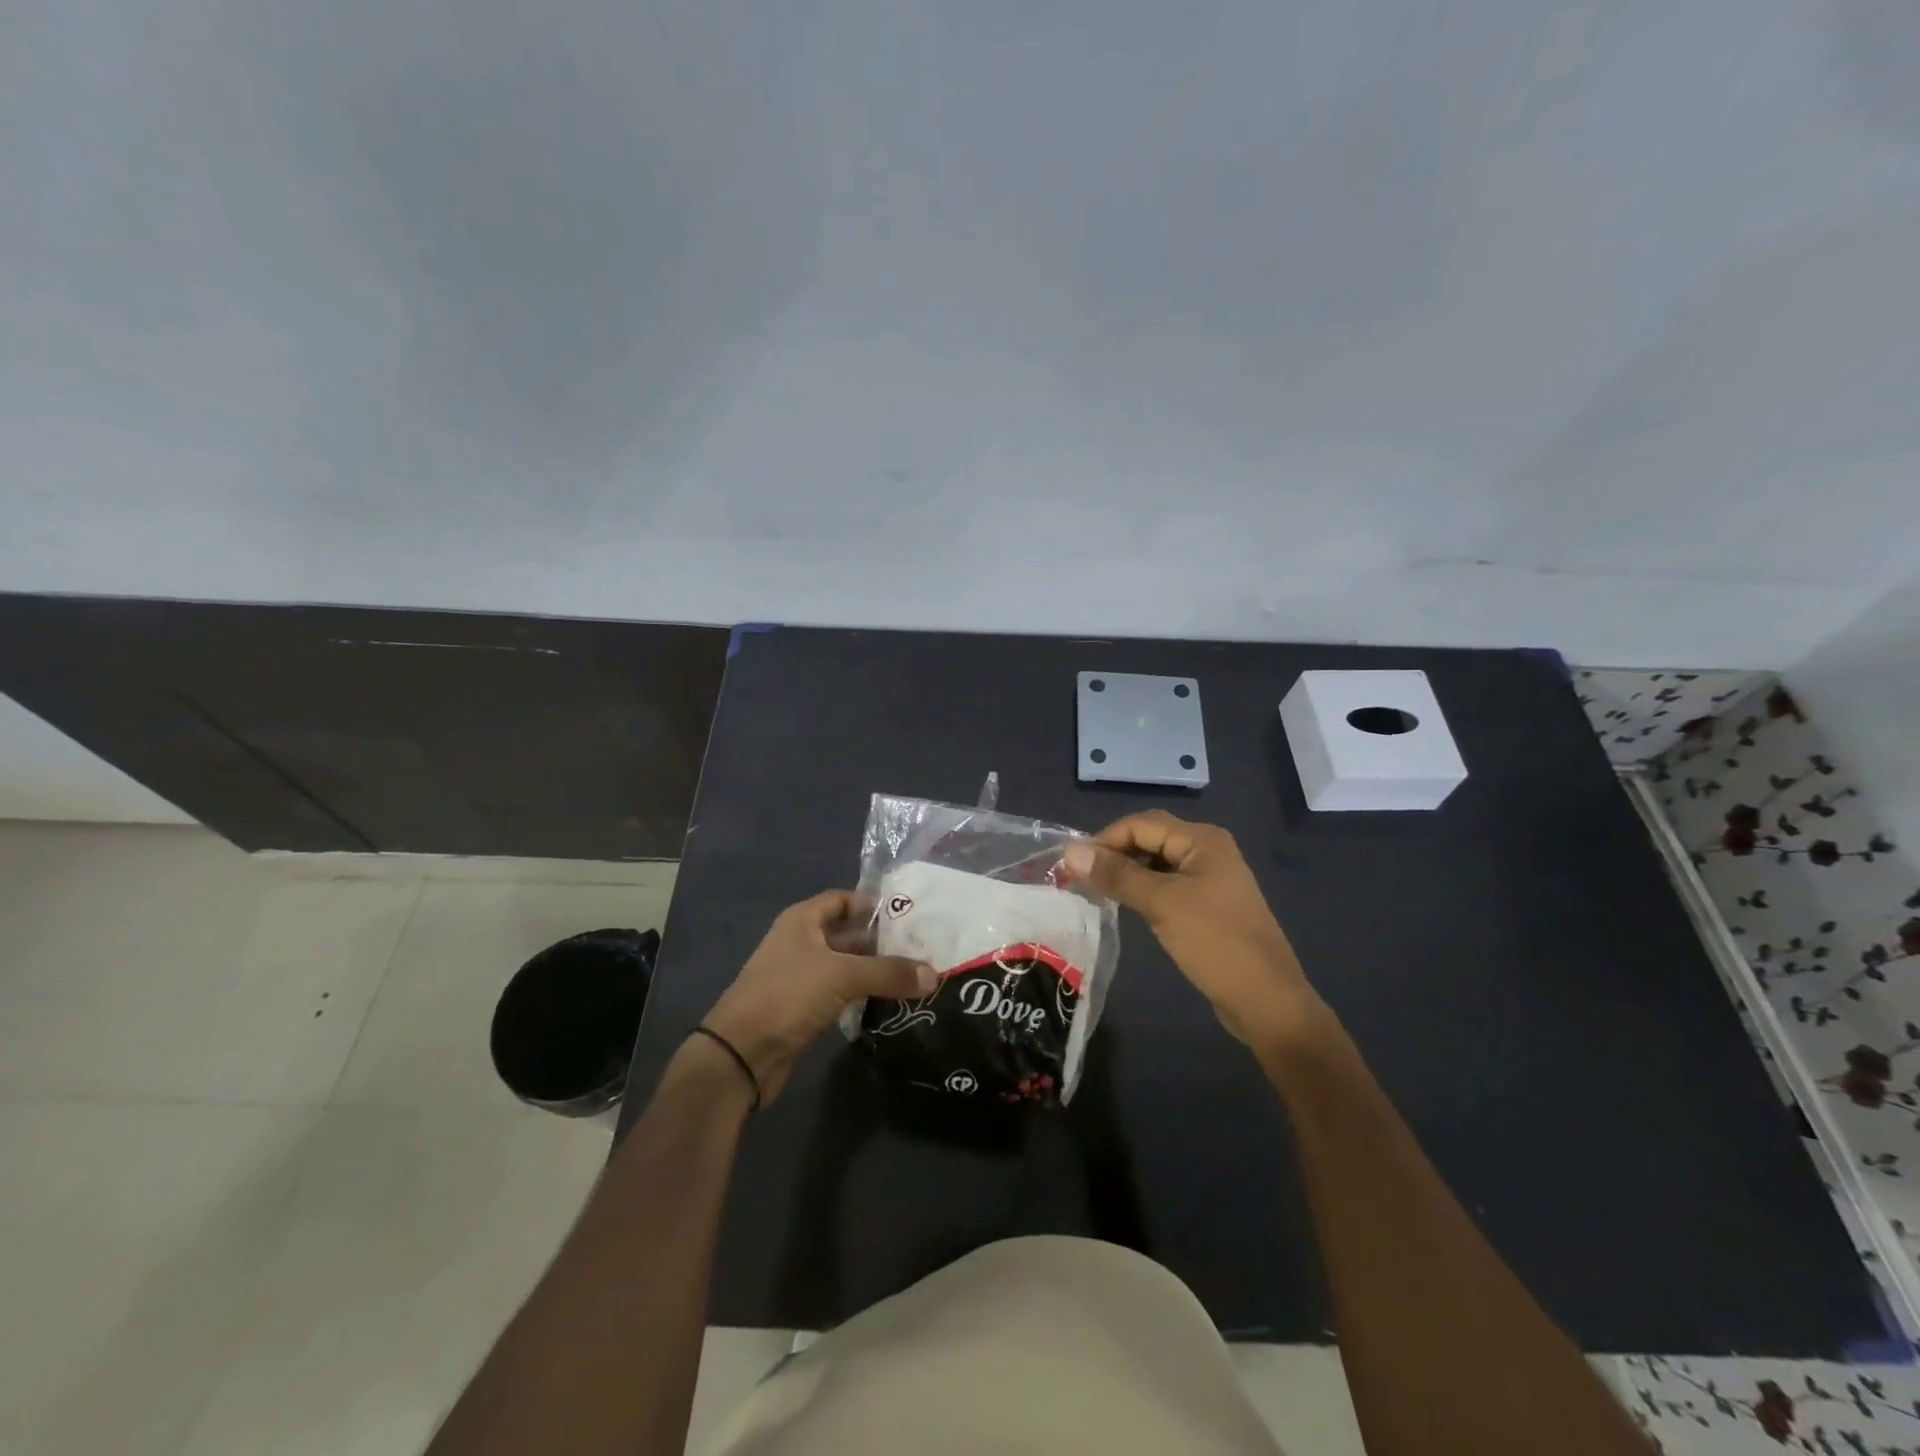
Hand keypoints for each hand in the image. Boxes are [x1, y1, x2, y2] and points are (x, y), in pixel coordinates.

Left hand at [700, 890, 938, 1104]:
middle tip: (920, 948)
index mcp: (802, 920)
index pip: (843, 900)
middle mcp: (800, 942)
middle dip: (880, 941)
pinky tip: (888, 1002)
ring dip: (873, 970)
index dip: (873, 904)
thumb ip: (889, 972)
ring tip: (913, 975)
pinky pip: (839, 993)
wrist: (741, 1054)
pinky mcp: (802, 1009)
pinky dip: (861, 995)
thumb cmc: (788, 995)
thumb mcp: (843, 976)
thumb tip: (934, 974)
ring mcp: (799, 977)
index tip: (908, 915)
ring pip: (844, 966)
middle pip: (846, 933)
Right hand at [1063, 811, 1325, 1052]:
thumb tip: (1070, 851)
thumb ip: (1116, 875)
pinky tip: (1125, 906)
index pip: (1141, 824)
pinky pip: (1167, 885)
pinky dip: (1142, 889)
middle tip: (1080, 879)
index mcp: (1202, 840)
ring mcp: (1210, 878)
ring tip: (1096, 892)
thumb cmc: (1215, 943)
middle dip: (1114, 854)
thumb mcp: (1161, 904)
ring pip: (1156, 863)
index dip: (1104, 839)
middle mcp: (1207, 850)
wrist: (1267, 1001)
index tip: (1072, 865)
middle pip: (1149, 839)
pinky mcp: (1208, 904)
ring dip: (1126, 872)